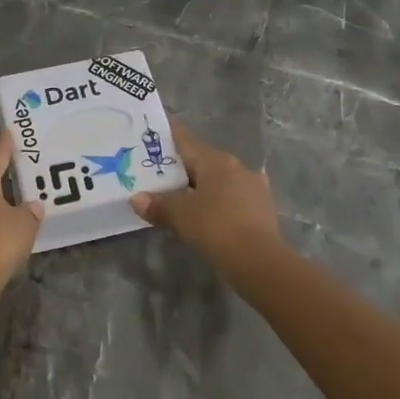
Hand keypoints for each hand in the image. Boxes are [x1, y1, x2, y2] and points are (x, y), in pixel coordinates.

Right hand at [132, 124, 284, 278]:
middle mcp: (236, 166)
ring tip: (183, 198)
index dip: (168, 137)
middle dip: (182, 168)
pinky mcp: (263, 207)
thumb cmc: (216, 228)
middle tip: (160, 176)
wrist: (260, 262)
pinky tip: (210, 215)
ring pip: (220, 180)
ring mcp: (253, 186)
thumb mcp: (180, 217)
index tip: (153, 136)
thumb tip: (136, 199)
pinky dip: (219, 202)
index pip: (186, 140)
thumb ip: (158, 205)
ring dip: (202, 187)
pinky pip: (233, 197)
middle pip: (203, 161)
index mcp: (215, 160)